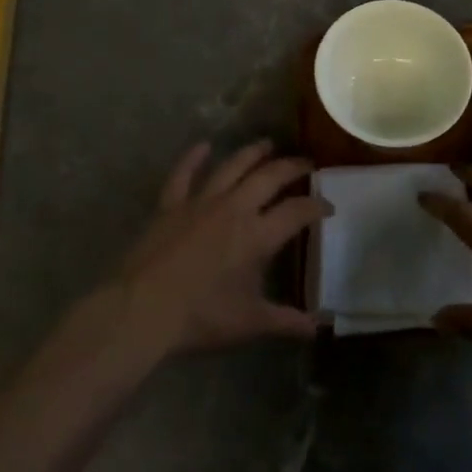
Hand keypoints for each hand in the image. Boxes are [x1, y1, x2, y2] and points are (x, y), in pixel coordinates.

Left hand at [113, 141, 324, 356]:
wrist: (143, 309)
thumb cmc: (201, 317)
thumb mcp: (250, 322)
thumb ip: (287, 321)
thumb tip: (319, 327)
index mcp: (257, 235)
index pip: (297, 212)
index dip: (317, 206)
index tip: (328, 206)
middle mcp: (234, 208)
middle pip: (269, 177)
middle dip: (291, 168)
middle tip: (306, 164)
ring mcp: (200, 202)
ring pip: (231, 167)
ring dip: (251, 153)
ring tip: (267, 144)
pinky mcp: (170, 205)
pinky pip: (183, 174)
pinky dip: (193, 158)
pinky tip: (203, 145)